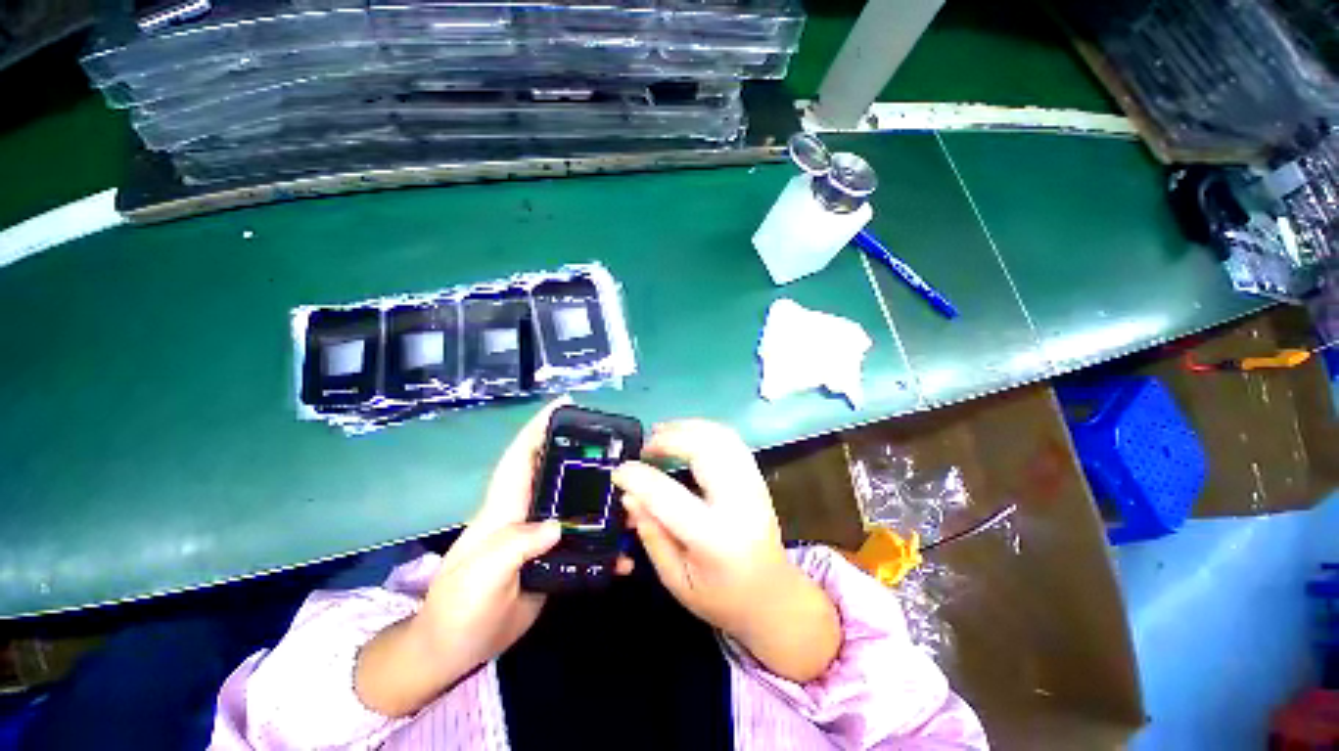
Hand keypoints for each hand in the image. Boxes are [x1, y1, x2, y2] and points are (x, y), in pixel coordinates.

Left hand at [356, 398, 630, 715]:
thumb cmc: (457, 607)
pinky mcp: (554, 558)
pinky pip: (584, 540)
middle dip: (582, 452)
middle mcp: (527, 513)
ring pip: (576, 503)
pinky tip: (625, 552)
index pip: (522, 456)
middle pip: (557, 472)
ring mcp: (542, 536)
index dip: (539, 426)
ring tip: (633, 492)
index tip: (564, 404)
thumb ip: (514, 547)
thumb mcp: (479, 577)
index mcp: (505, 507)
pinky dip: (605, 542)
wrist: (456, 650)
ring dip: (602, 495)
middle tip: (617, 446)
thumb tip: (557, 525)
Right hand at [612, 420, 839, 682]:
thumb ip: (652, 536)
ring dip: (687, 427)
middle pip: (703, 450)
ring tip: (661, 432)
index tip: (619, 471)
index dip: (639, 479)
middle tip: (645, 447)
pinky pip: (731, 440)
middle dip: (668, 439)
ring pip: (721, 437)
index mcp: (715, 538)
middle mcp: (739, 503)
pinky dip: (705, 429)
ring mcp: (753, 485)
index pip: (669, 497)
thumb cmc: (721, 597)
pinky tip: (687, 434)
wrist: (774, 596)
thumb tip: (630, 496)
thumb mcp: (676, 580)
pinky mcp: (757, 477)